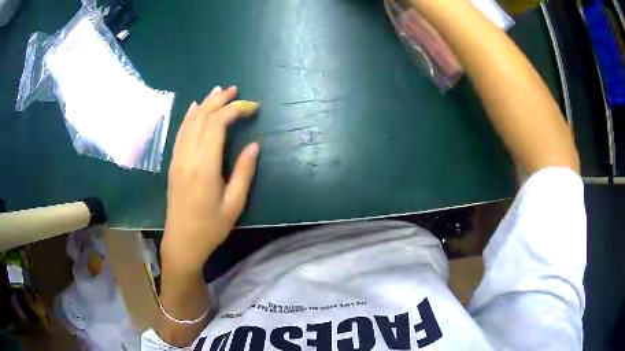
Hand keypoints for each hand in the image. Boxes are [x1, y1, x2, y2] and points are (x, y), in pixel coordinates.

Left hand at [161, 85, 259, 272]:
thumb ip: (244, 172)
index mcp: (204, 167)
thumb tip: (254, 145)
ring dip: (204, 104)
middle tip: (235, 90)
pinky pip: (180, 133)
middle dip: (219, 100)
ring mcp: (177, 159)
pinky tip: (195, 108)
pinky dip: (189, 116)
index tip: (251, 107)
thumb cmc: (210, 227)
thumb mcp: (234, 204)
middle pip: (201, 118)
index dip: (234, 110)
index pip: (217, 125)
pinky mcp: (173, 163)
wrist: (181, 242)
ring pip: (189, 122)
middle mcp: (188, 157)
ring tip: (218, 92)